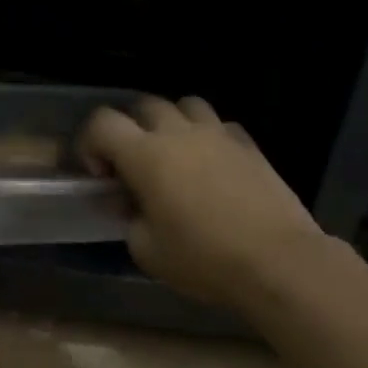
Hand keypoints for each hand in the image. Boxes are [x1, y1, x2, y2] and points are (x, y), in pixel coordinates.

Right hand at [80, 95, 325, 309]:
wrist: (277, 261)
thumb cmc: (202, 259)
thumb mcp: (146, 250)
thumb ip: (128, 219)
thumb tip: (127, 204)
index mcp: (145, 155)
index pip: (102, 122)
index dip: (90, 143)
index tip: (99, 176)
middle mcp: (179, 133)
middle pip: (144, 106)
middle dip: (129, 130)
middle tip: (132, 166)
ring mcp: (218, 134)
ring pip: (185, 105)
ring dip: (170, 124)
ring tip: (173, 156)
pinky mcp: (249, 145)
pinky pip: (220, 125)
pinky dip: (207, 137)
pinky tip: (210, 166)